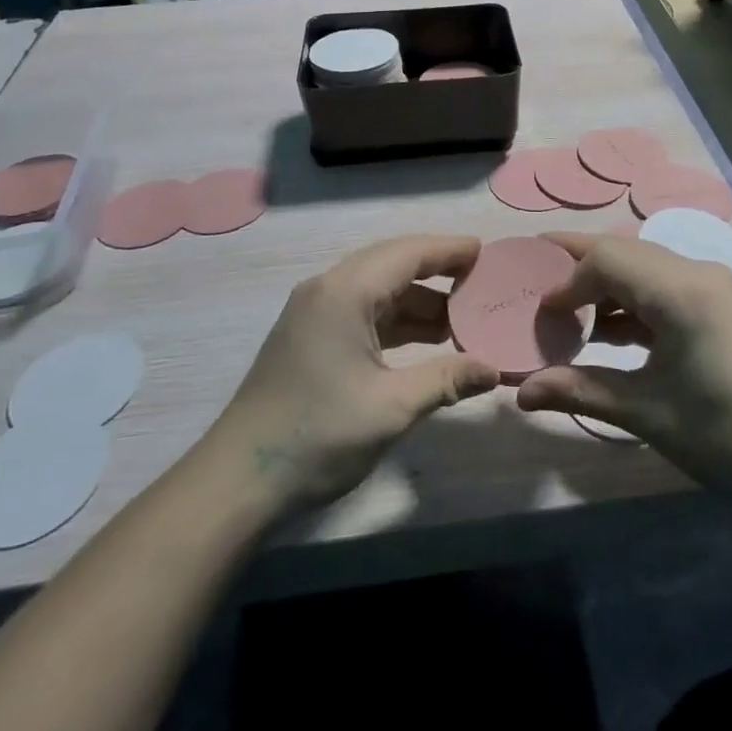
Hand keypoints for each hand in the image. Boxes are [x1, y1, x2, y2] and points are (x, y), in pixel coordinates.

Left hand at [208, 235, 499, 511]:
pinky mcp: (309, 337)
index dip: (449, 250)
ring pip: (377, 289)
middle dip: (437, 270)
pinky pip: (362, 311)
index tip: (487, 253)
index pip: (408, 253)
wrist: (238, 480)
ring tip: (462, 316)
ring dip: (417, 300)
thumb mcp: (391, 407)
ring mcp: (314, 313)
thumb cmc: (318, 435)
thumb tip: (493, 370)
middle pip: (391, 263)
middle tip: (480, 280)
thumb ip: (446, 379)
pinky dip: (396, 320)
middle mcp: (327, 290)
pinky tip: (425, 340)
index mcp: (345, 292)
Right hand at [516, 235, 731, 501]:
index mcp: (680, 291)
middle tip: (535, 282)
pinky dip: (630, 301)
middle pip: (623, 252)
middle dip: (577, 267)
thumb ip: (577, 390)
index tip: (539, 312)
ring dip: (604, 285)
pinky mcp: (718, 304)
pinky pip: (662, 286)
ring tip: (566, 312)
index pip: (607, 259)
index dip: (566, 280)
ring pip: (642, 266)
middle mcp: (697, 273)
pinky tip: (606, 331)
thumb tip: (520, 393)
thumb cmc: (720, 436)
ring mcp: (711, 286)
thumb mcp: (643, 412)